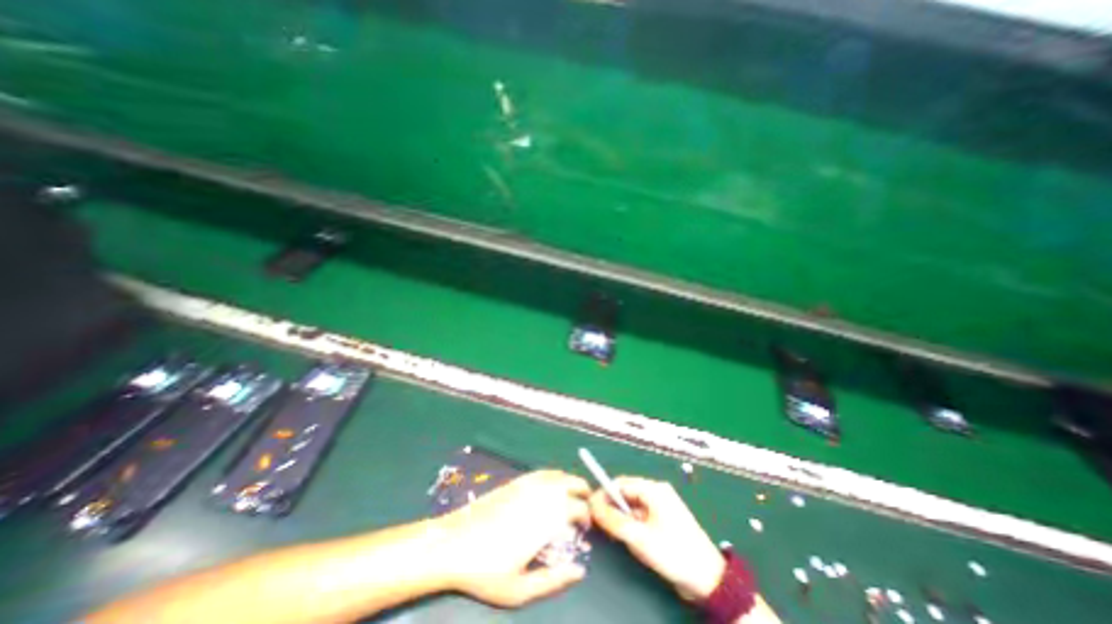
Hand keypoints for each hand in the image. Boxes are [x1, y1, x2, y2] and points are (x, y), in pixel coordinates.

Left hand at [428, 470, 595, 606]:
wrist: (454, 542)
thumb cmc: (486, 569)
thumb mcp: (520, 588)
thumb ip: (554, 580)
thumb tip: (580, 571)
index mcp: (547, 517)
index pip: (579, 507)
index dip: (587, 516)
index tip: (585, 529)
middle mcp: (542, 494)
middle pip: (574, 483)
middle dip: (583, 493)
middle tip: (583, 510)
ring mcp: (529, 484)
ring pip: (560, 474)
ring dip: (570, 483)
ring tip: (570, 498)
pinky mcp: (517, 480)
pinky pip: (543, 472)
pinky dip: (554, 477)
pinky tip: (551, 488)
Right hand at [584, 475, 727, 600]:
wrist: (709, 581)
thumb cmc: (673, 553)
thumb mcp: (638, 537)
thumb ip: (613, 520)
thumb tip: (592, 505)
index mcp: (653, 489)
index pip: (621, 483)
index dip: (603, 494)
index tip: (590, 508)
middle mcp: (657, 492)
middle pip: (626, 493)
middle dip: (612, 507)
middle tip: (600, 525)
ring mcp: (662, 506)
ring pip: (632, 506)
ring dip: (622, 518)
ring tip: (615, 535)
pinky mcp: (664, 520)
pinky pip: (641, 516)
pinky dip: (632, 525)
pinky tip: (629, 539)